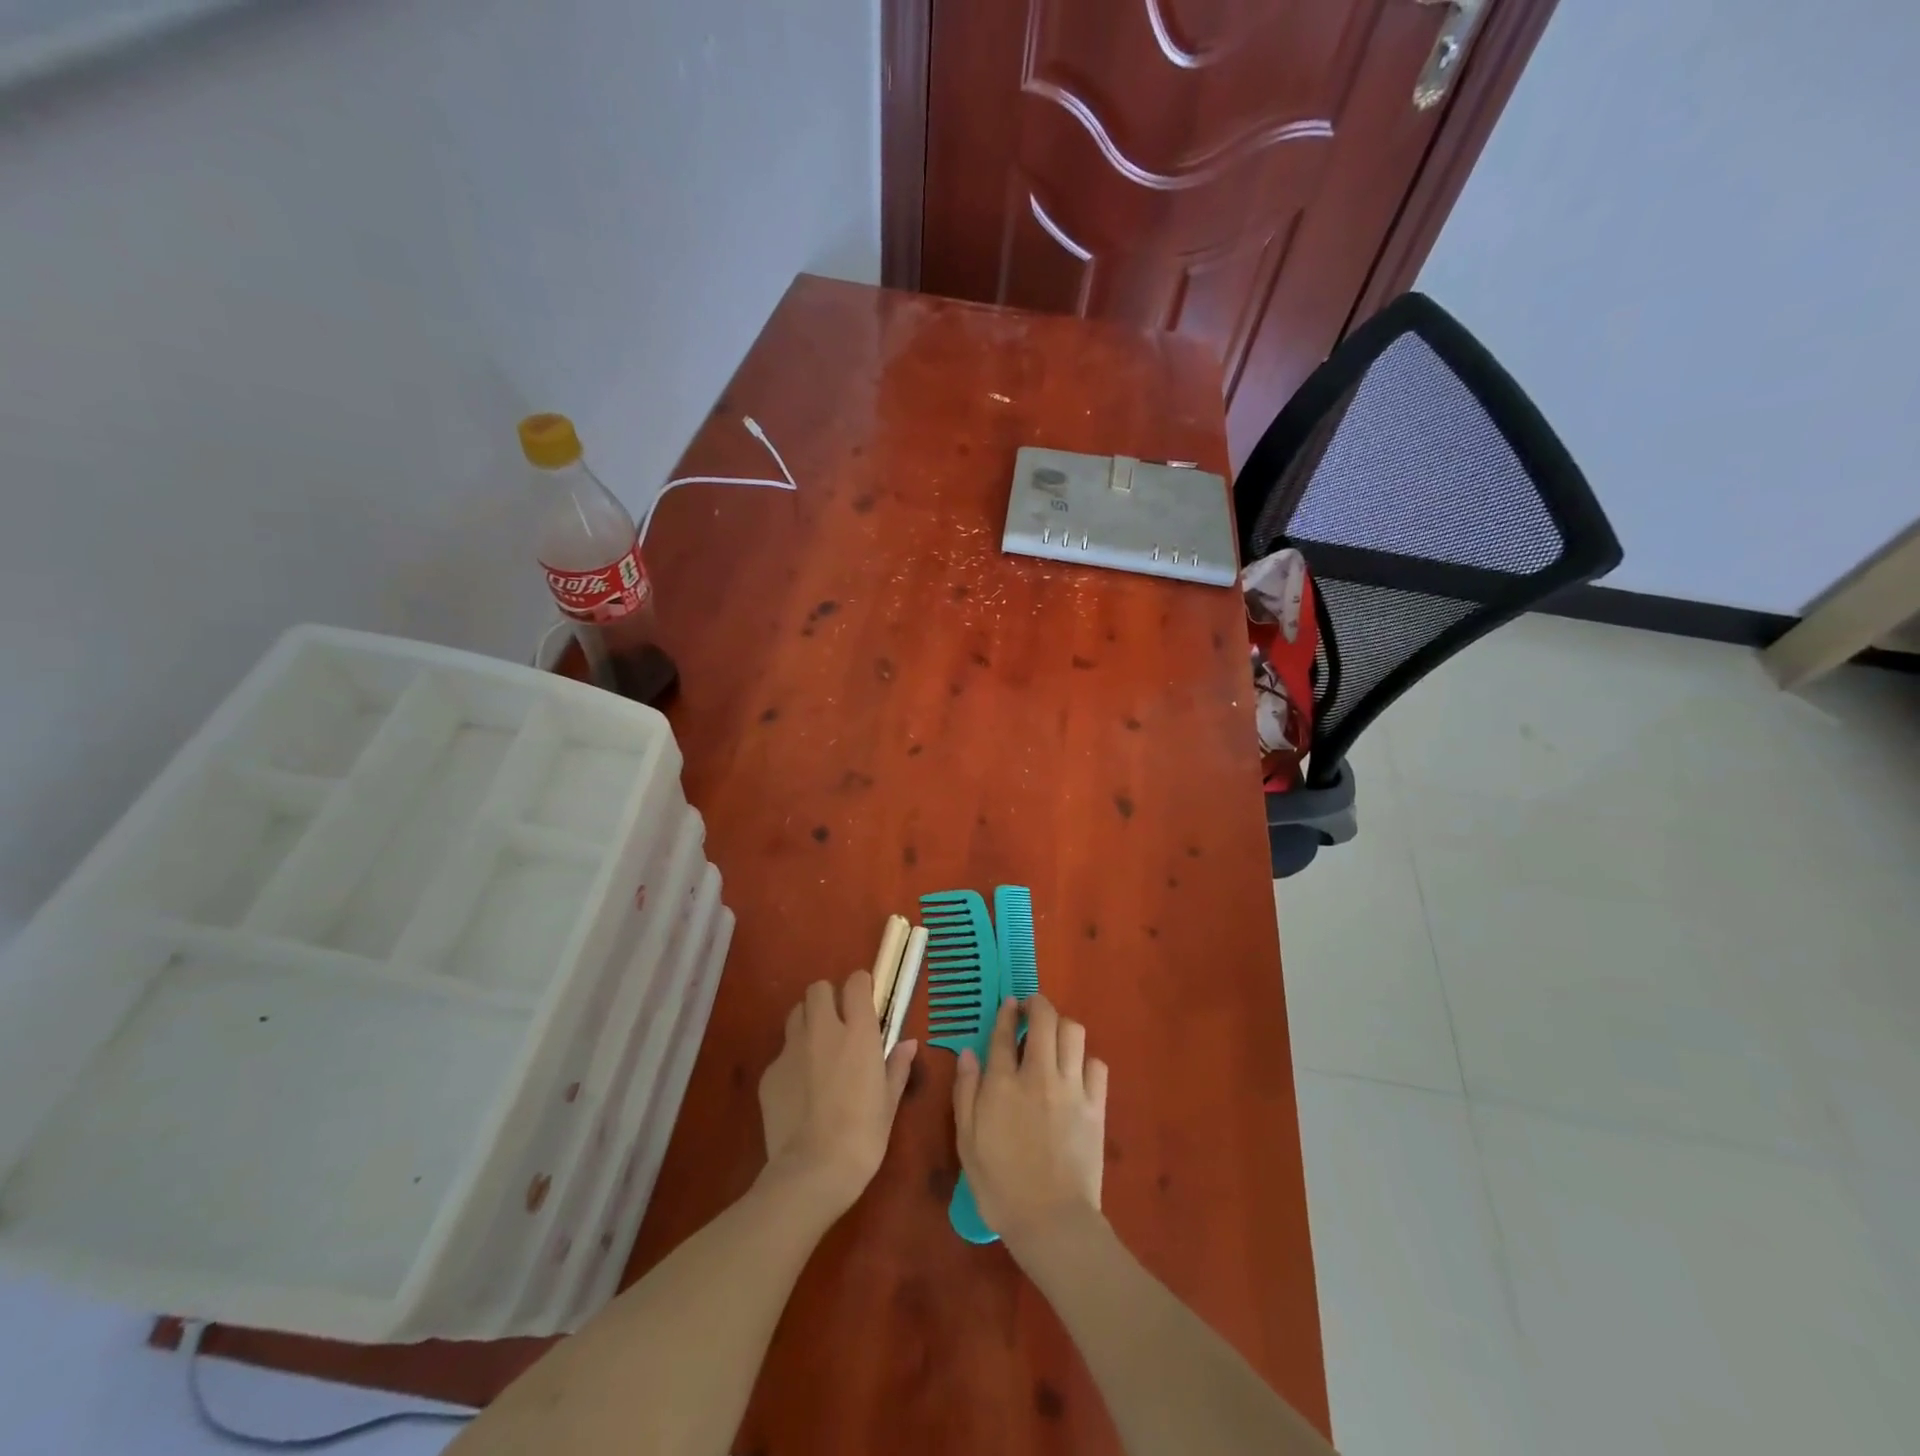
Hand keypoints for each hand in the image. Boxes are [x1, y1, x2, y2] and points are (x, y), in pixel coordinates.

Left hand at [758, 971, 917, 1219]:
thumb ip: (897, 1066)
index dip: (860, 986)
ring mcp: (791, 1049)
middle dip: (829, 998)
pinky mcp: (769, 1073)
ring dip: (808, 1022)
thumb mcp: (889, 1102)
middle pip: (818, 988)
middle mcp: (823, 1030)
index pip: (855, 982)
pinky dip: (792, 1060)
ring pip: (796, 1014)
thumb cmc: (863, 1136)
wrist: (812, 1171)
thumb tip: (908, 1043)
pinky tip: (800, 1089)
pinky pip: (782, 1053)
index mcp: (858, 1032)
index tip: (866, 1000)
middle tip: (839, 1022)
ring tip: (818, 1049)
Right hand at [952, 994, 1108, 1254]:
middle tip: (1032, 1010)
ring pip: (1074, 1032)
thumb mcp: (966, 1142)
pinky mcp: (1096, 1105)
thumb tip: (967, 1053)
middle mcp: (1039, 1075)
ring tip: (1054, 1038)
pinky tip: (1076, 1072)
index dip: (1007, 1012)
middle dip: (1038, 1005)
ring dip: (1062, 1026)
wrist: (1052, 1221)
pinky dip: (1085, 1060)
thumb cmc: (1000, 1185)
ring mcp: (1071, 1088)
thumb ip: (965, 1092)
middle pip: (1045, 1018)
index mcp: (1003, 1083)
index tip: (1009, 1004)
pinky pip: (1096, 1064)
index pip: (1005, 1032)